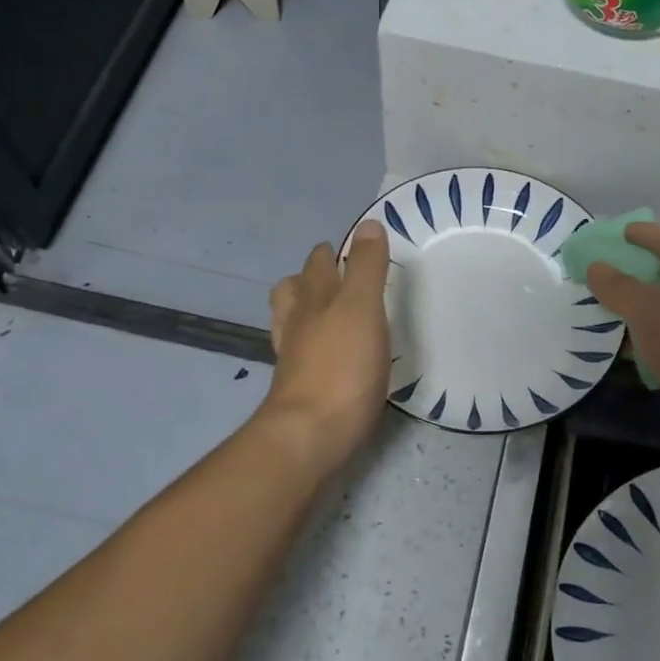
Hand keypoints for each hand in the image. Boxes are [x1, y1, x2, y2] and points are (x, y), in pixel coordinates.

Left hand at [261, 221, 390, 477]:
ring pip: (291, 325)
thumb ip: (367, 268)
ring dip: (304, 313)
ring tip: (324, 313)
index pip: (316, 266)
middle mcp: (298, 325)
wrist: (311, 436)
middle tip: (330, 278)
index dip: (328, 254)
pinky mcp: (300, 391)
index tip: (343, 250)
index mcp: (313, 300)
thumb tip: (368, 225)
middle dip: (307, 280)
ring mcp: (294, 360)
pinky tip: (328, 357)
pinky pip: (302, 358)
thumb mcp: (362, 308)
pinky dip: (312, 349)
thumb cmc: (342, 367)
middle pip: (291, 293)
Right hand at [584, 223, 659, 476]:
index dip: (648, 234)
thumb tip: (596, 267)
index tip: (619, 234)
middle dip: (640, 271)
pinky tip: (626, 350)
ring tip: (607, 310)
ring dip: (641, 309)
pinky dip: (649, 341)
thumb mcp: (651, 311)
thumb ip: (620, 287)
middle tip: (605, 273)